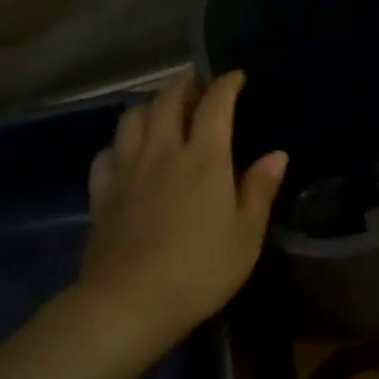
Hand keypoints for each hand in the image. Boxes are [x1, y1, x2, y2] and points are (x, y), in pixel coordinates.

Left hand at [80, 69, 287, 355]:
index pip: (215, 104)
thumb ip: (260, 190)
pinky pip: (107, 153)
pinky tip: (126, 154)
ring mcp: (127, 169)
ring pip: (132, 117)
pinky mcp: (102, 192)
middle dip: (184, 83)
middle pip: (167, 99)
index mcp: (204, 157)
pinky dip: (119, 144)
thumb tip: (277, 154)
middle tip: (197, 84)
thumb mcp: (246, 235)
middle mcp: (162, 151)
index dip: (226, 83)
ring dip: (149, 104)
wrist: (130, 301)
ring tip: (162, 110)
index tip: (236, 76)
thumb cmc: (200, 270)